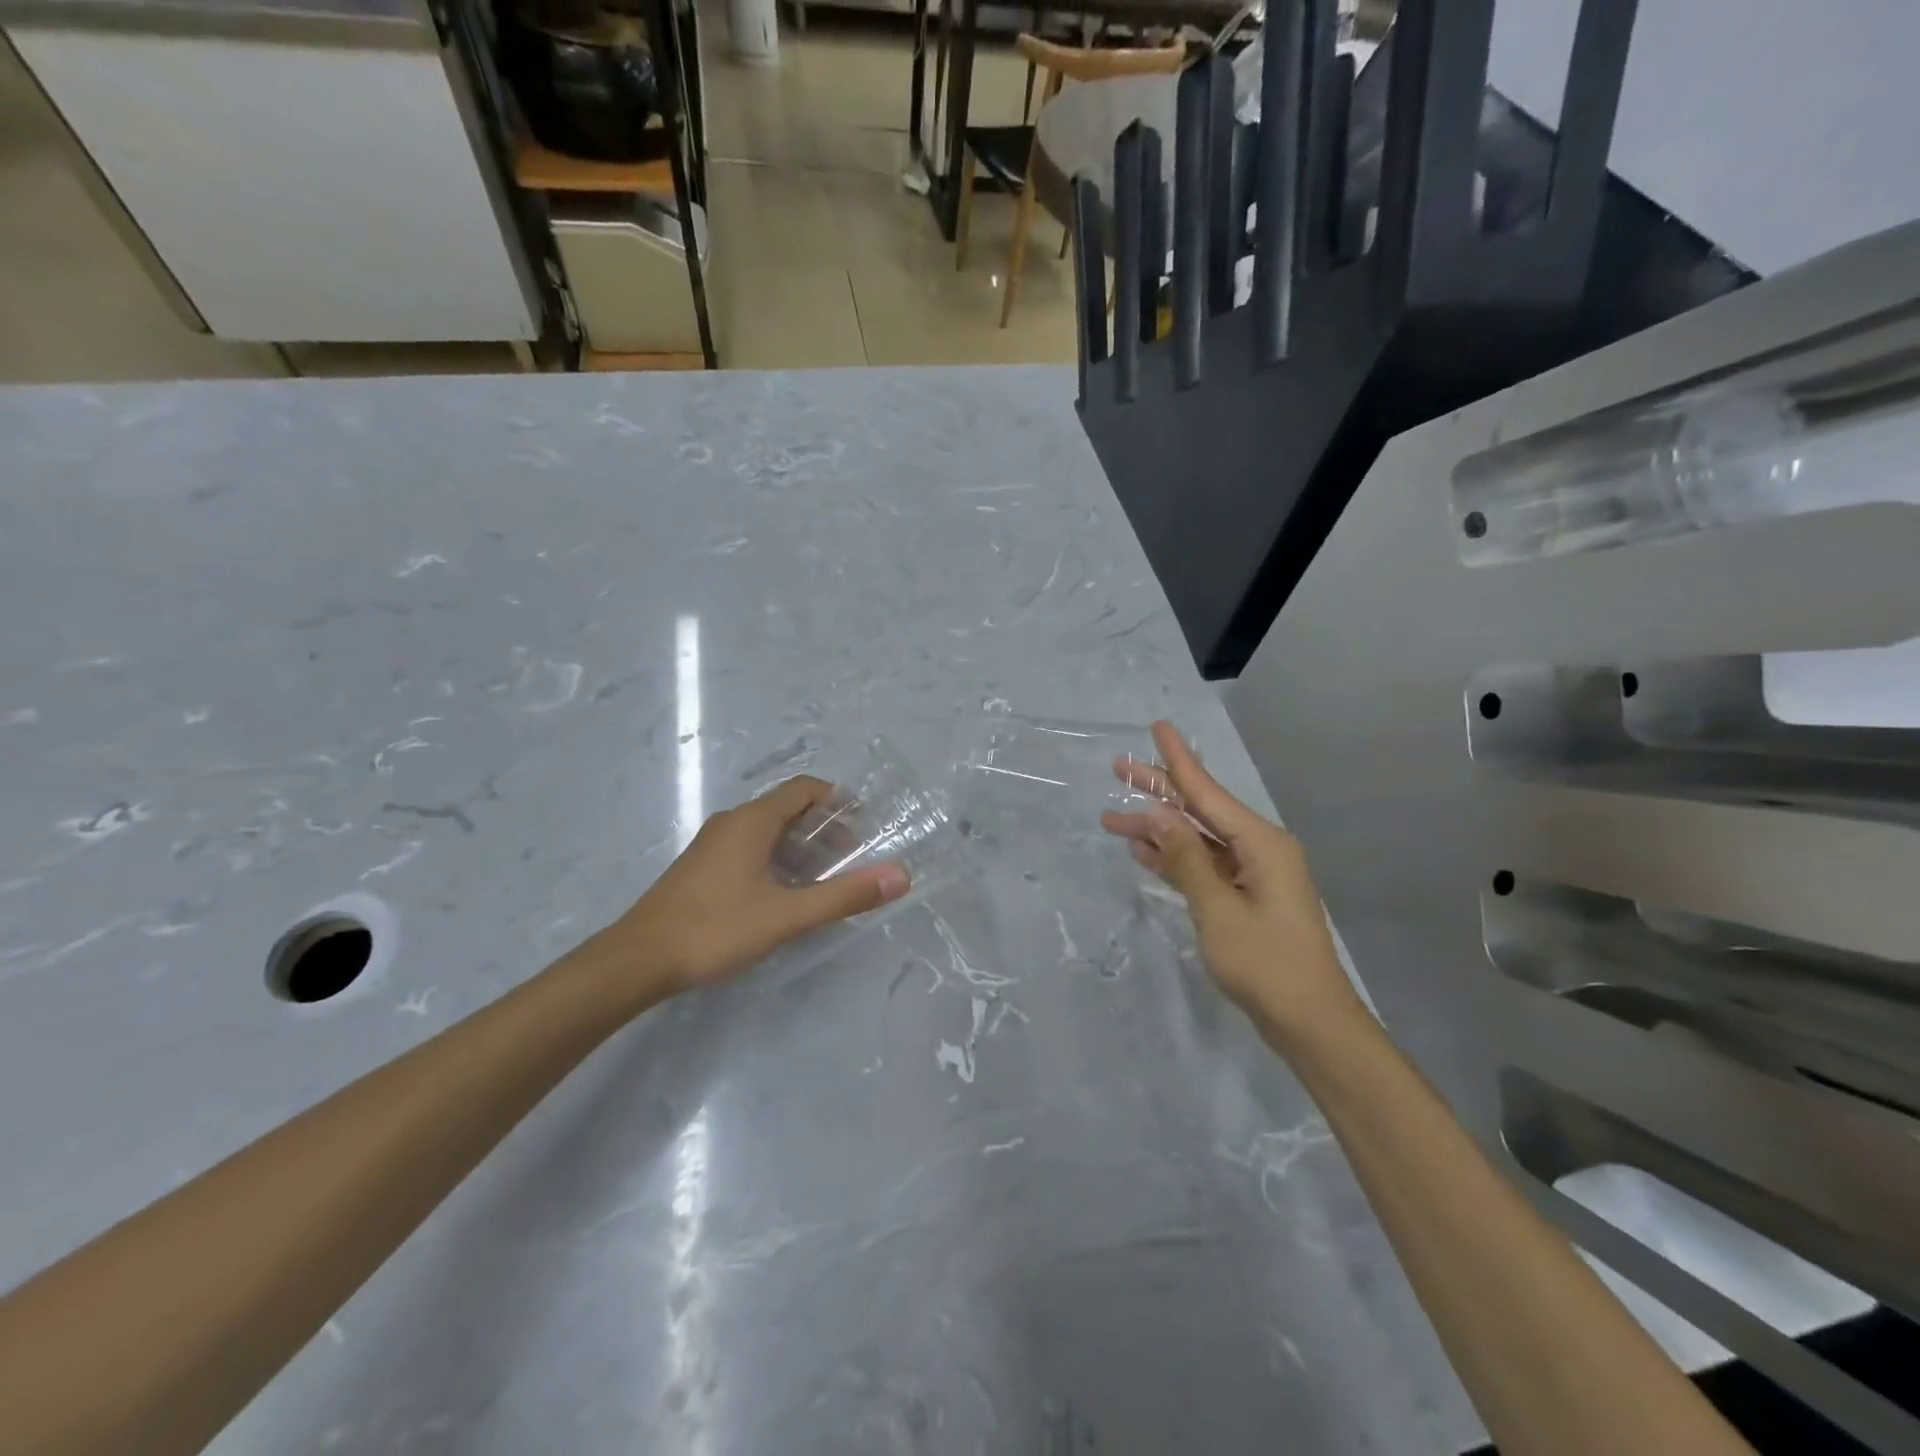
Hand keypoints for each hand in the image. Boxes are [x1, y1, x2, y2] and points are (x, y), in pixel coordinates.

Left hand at [589, 775, 910, 1004]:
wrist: (637, 960)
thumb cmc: (715, 929)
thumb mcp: (787, 915)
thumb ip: (844, 895)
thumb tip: (900, 875)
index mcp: (752, 821)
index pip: (805, 789)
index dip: (838, 800)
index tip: (866, 824)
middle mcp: (732, 823)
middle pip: (789, 809)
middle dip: (825, 829)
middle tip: (852, 861)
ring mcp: (713, 845)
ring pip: (769, 832)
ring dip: (802, 848)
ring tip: (826, 880)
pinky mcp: (703, 868)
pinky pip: (751, 849)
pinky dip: (778, 860)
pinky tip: (786, 895)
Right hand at [1101, 722, 1364, 1043]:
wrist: (1309, 1023)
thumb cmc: (1265, 963)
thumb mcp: (1217, 908)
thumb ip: (1185, 858)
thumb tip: (1157, 815)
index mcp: (1261, 843)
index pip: (1208, 792)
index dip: (1178, 760)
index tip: (1158, 727)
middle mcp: (1259, 850)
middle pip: (1200, 812)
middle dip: (1158, 792)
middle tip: (1118, 769)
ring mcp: (1253, 876)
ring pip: (1197, 841)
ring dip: (1158, 832)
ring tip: (1113, 818)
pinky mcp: (1245, 899)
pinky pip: (1204, 868)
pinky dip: (1175, 860)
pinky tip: (1143, 852)